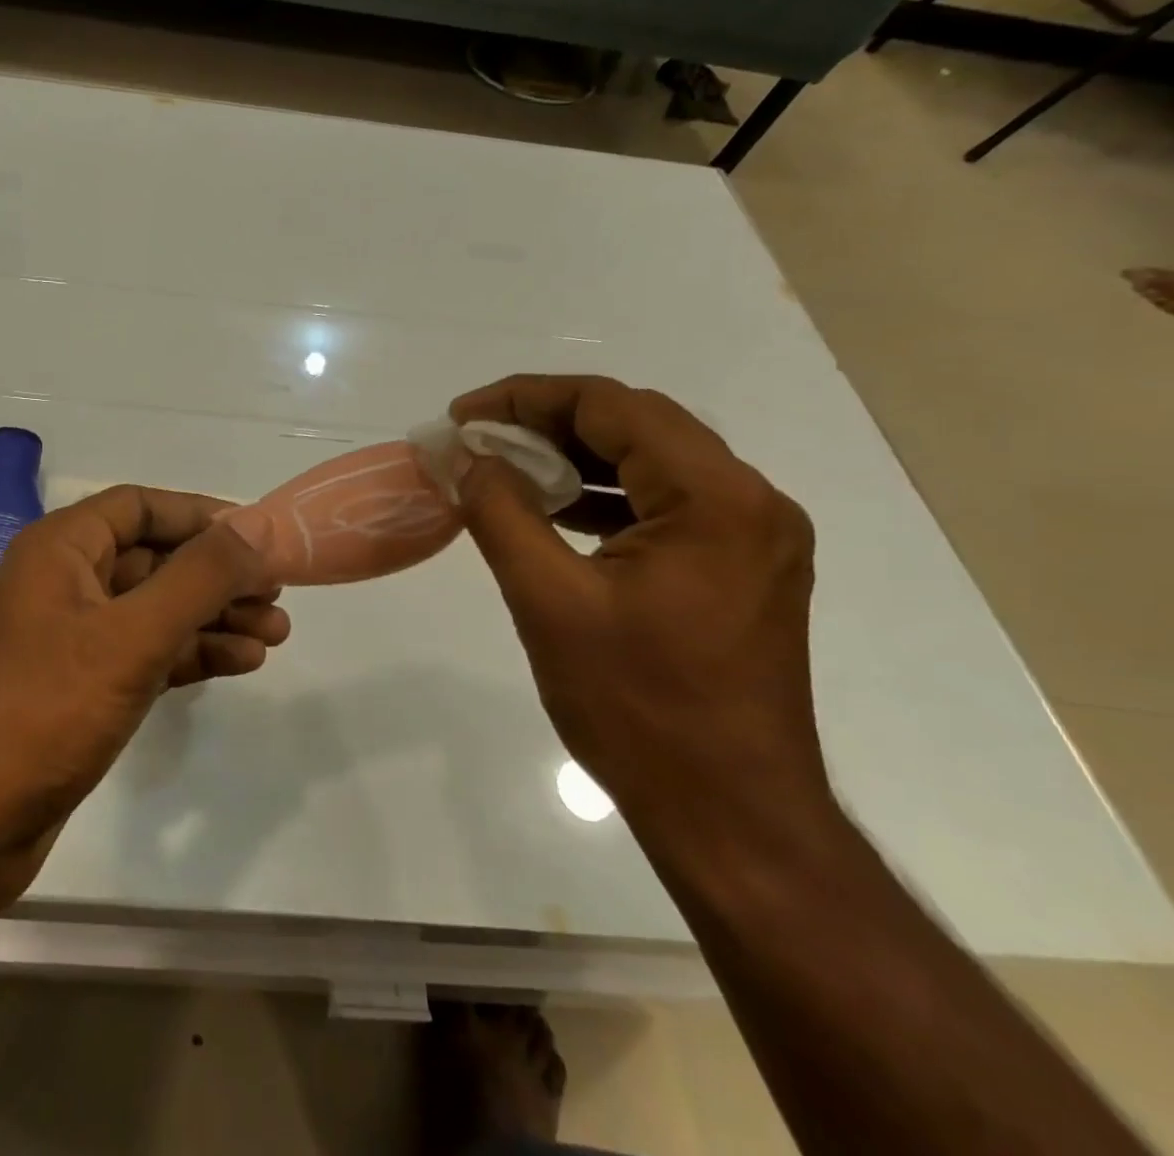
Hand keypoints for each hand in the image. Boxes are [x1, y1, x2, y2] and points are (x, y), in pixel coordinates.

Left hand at [0, 486, 285, 898]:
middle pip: (154, 559)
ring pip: (154, 610)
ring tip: (276, 633)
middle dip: (218, 574)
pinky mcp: (78, 691)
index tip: (259, 535)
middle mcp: (62, 583)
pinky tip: (240, 662)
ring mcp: (69, 640)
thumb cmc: (40, 712)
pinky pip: (145, 654)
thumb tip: (257, 526)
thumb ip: (199, 576)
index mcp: (59, 549)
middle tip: (279, 592)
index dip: (202, 515)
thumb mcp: (130, 636)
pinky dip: (190, 654)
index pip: (141, 507)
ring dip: (213, 617)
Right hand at [450, 375, 824, 840]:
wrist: (730, 817)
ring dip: (575, 458)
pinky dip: (605, 498)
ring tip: (504, 468)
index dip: (526, 398)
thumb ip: (500, 512)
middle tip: (477, 438)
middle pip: (637, 425)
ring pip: (651, 462)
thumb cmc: (636, 708)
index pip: (612, 407)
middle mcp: (750, 502)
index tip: (463, 415)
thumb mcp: (548, 601)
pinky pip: (664, 505)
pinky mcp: (741, 569)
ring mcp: (753, 537)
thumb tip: (467, 458)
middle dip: (548, 422)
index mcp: (715, 498)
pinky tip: (554, 511)